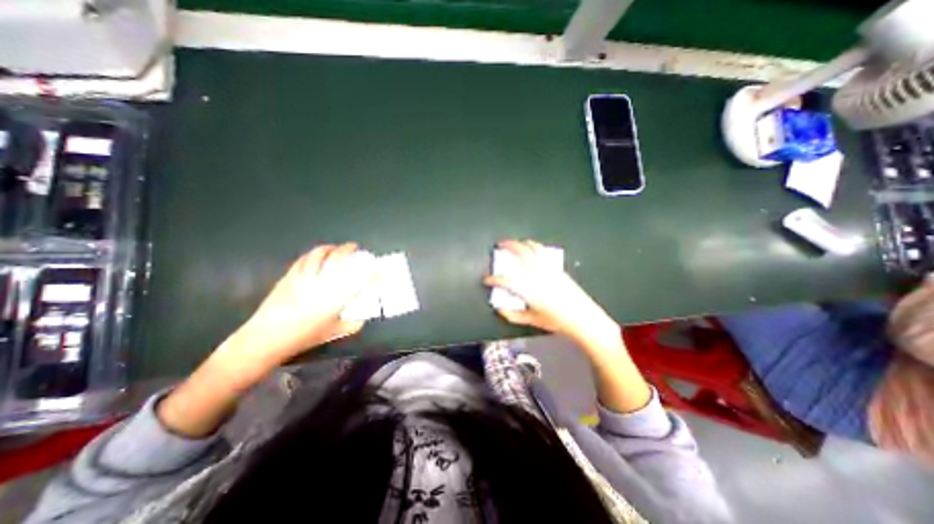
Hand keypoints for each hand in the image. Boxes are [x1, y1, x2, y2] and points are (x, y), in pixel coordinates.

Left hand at [221, 242, 375, 372]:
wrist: (266, 339)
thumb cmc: (303, 337)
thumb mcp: (333, 333)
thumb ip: (352, 324)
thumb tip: (362, 317)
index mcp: (335, 299)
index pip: (359, 280)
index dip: (373, 272)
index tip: (380, 269)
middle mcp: (321, 284)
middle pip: (338, 259)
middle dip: (349, 250)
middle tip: (356, 248)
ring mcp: (303, 278)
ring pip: (319, 255)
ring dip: (331, 248)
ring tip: (336, 248)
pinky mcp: (289, 277)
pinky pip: (303, 260)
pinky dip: (313, 254)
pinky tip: (316, 255)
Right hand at [482, 238, 619, 344]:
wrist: (583, 317)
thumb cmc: (557, 321)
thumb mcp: (532, 320)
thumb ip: (513, 315)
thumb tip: (500, 309)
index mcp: (528, 288)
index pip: (505, 280)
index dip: (492, 279)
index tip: (487, 280)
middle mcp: (536, 273)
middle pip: (520, 253)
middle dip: (507, 246)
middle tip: (500, 245)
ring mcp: (548, 268)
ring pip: (533, 248)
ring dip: (521, 243)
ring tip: (516, 243)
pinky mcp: (556, 267)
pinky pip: (543, 252)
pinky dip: (534, 247)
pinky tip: (532, 249)